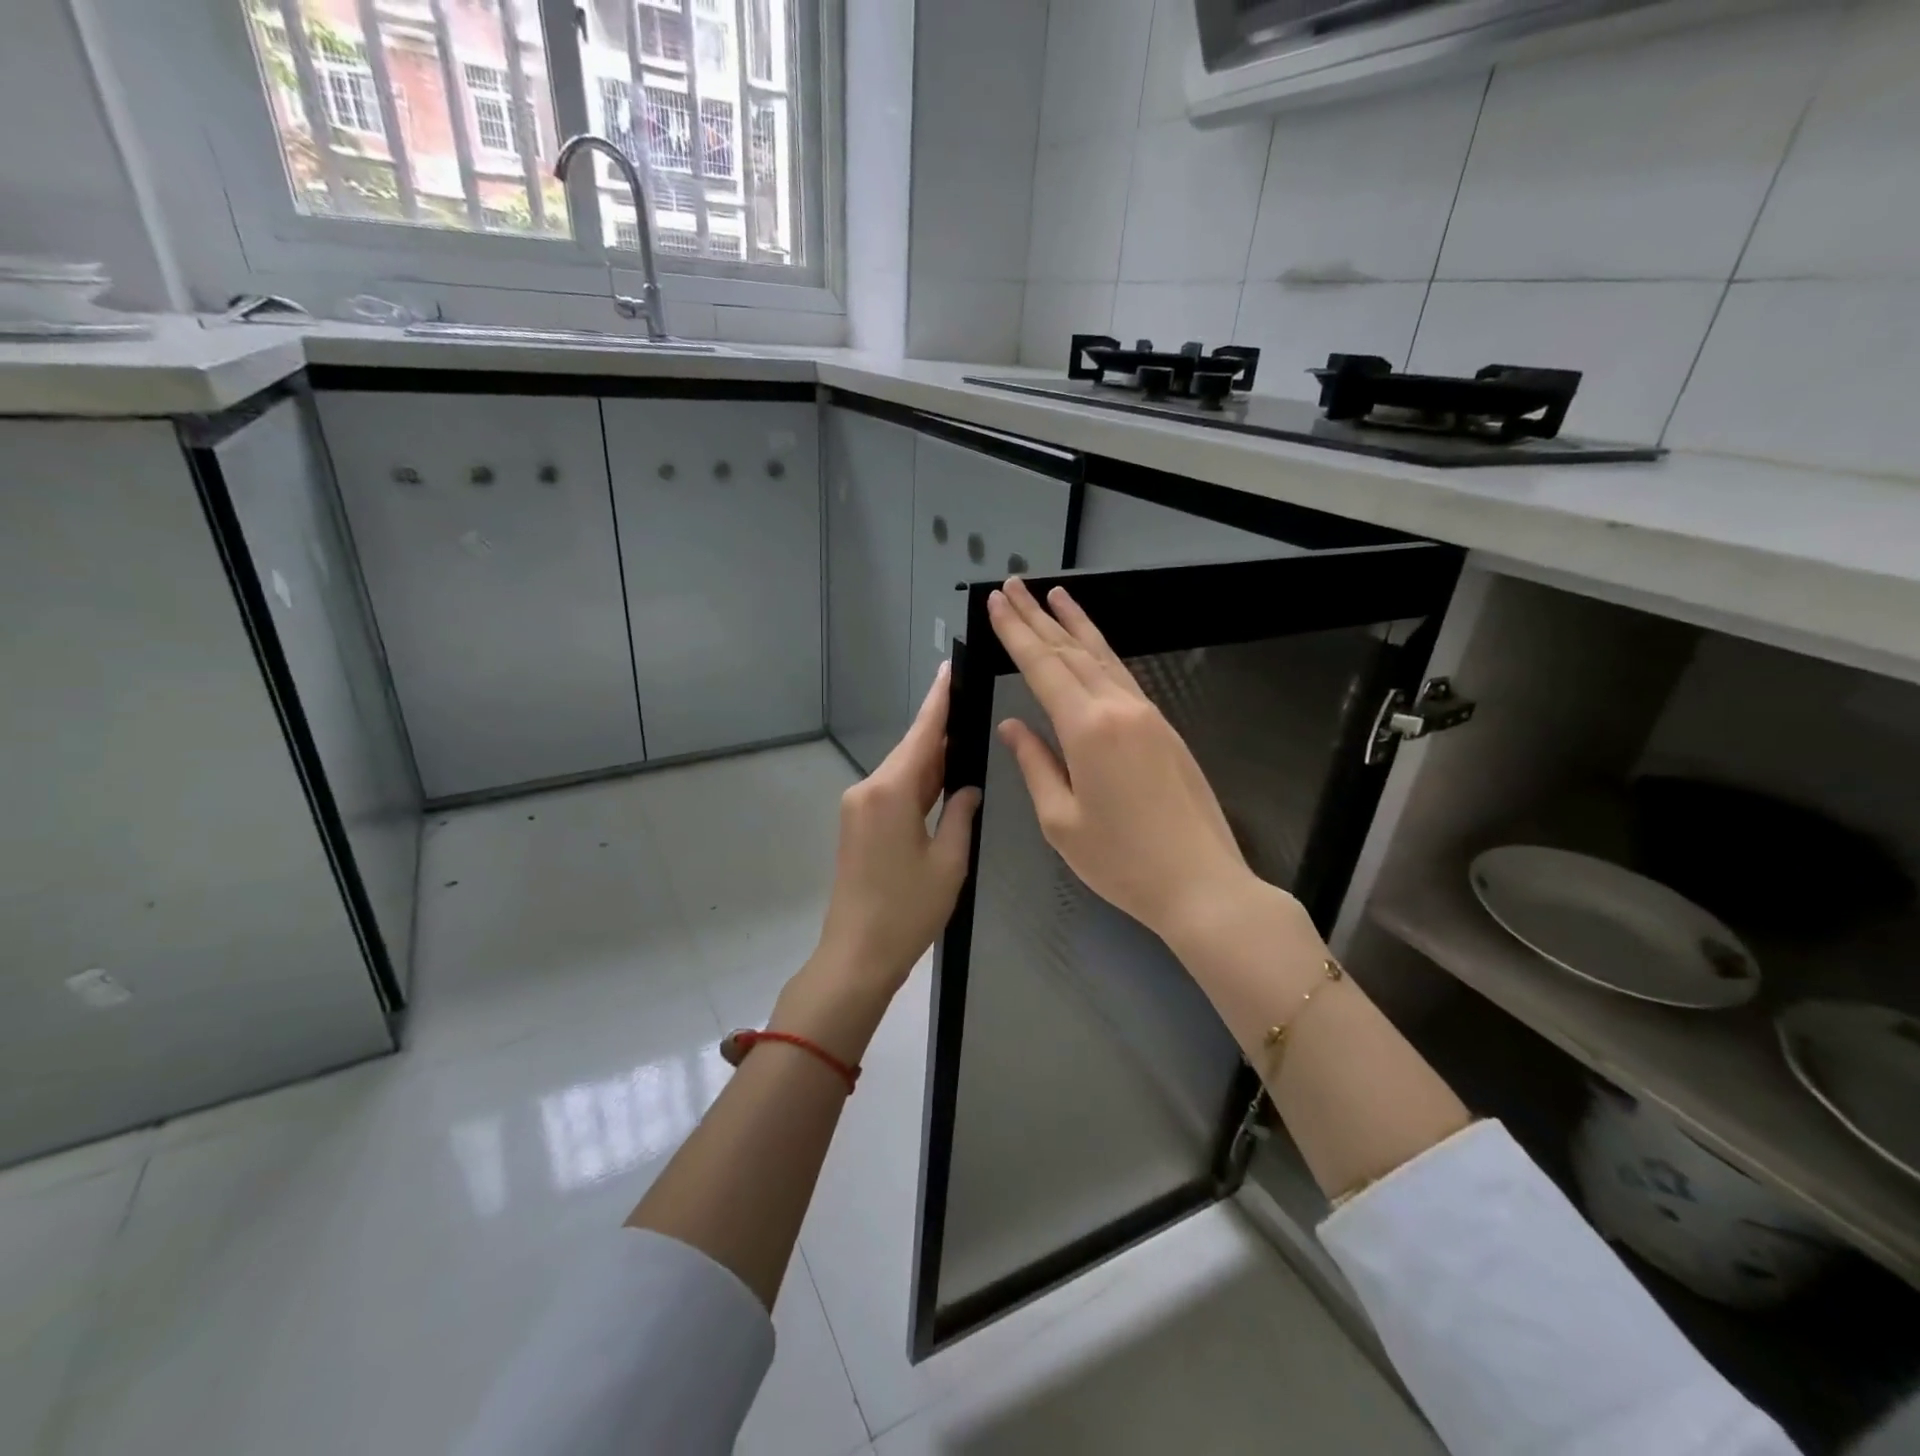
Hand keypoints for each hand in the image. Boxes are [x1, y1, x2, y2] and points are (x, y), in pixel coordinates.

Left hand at [810, 662, 981, 994]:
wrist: (856, 954)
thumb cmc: (907, 911)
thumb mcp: (949, 862)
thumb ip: (961, 814)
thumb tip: (969, 788)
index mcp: (891, 792)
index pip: (923, 735)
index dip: (939, 701)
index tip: (951, 668)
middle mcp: (868, 790)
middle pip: (912, 751)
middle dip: (942, 729)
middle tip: (973, 703)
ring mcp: (859, 807)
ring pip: (903, 772)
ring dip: (933, 759)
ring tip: (967, 737)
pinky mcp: (859, 825)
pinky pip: (894, 791)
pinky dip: (919, 783)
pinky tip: (943, 778)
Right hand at [987, 577, 1256, 941]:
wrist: (1201, 883)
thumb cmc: (1122, 861)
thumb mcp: (1061, 821)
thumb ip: (1035, 764)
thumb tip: (1013, 726)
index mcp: (1087, 729)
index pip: (1043, 667)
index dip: (1016, 633)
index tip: (996, 602)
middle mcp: (1119, 708)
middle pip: (1071, 651)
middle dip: (1038, 617)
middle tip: (1013, 586)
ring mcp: (1147, 715)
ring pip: (1103, 657)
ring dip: (1075, 624)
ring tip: (1054, 595)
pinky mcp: (1164, 728)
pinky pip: (1124, 676)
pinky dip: (1101, 653)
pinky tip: (1091, 647)